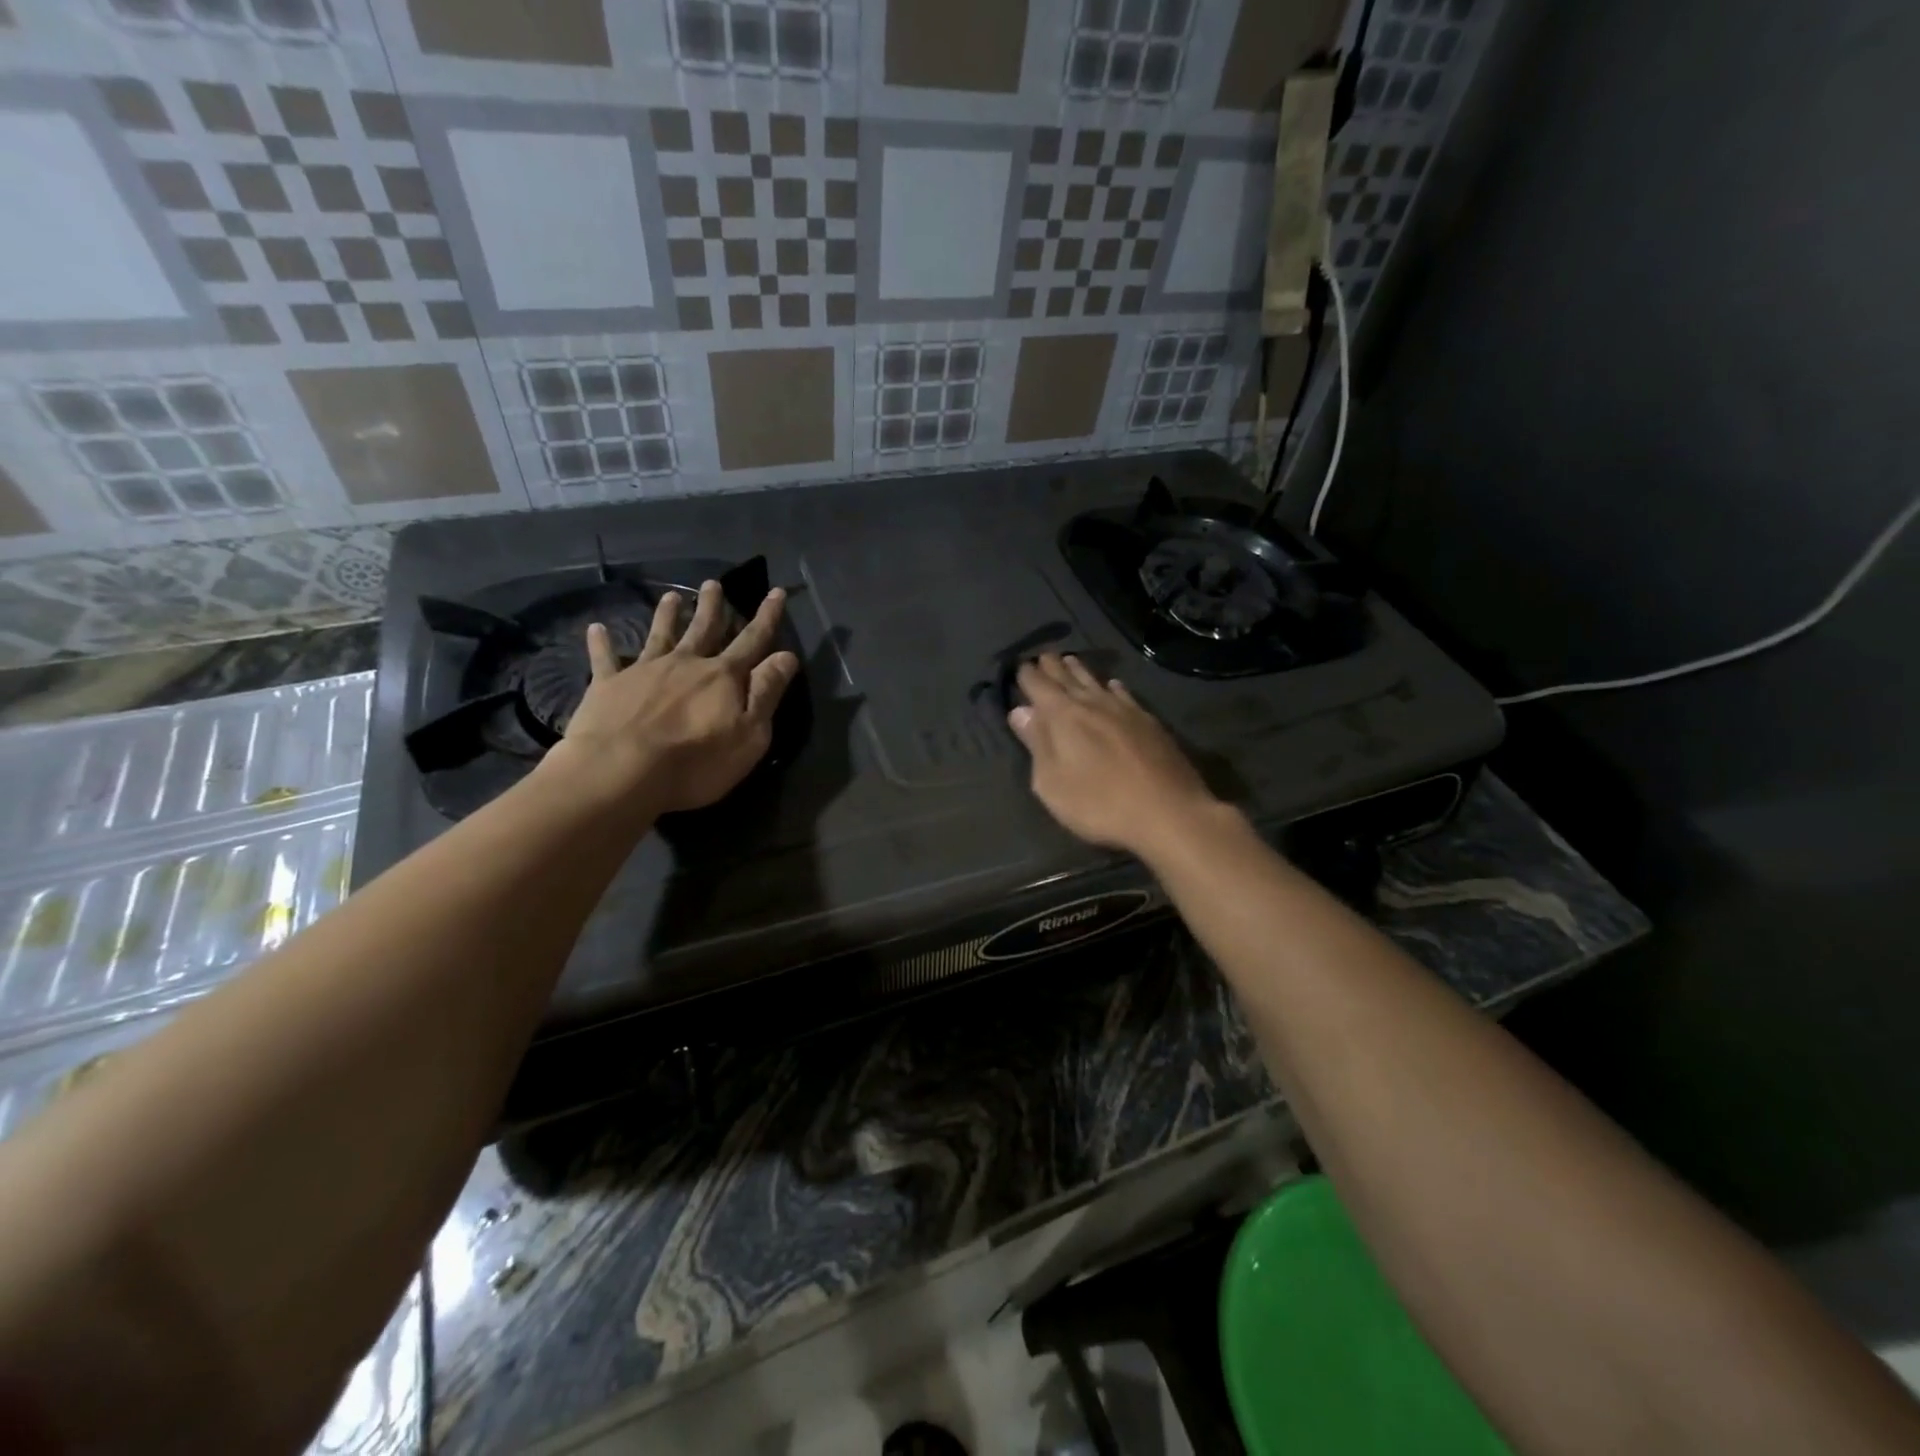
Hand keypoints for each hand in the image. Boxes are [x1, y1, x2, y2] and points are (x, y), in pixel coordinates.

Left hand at [551, 579, 799, 814]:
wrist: (620, 771)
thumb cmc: (695, 762)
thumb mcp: (750, 734)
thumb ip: (767, 693)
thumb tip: (786, 656)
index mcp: (722, 676)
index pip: (752, 640)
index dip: (767, 617)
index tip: (776, 592)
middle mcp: (685, 663)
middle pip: (703, 629)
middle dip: (712, 606)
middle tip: (713, 583)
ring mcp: (644, 671)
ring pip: (660, 635)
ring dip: (666, 615)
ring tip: (671, 596)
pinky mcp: (608, 685)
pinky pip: (605, 659)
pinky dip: (601, 643)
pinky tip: (596, 629)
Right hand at [1007, 654, 1220, 857]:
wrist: (1168, 812)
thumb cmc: (1099, 803)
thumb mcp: (1052, 783)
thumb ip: (1036, 744)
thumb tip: (1020, 711)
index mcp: (1063, 716)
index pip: (1038, 685)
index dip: (1026, 675)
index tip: (1019, 666)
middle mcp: (1092, 703)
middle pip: (1067, 677)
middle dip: (1052, 666)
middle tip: (1043, 656)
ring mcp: (1124, 710)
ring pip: (1096, 681)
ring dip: (1080, 670)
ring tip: (1070, 660)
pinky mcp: (1149, 722)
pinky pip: (1124, 694)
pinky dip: (1113, 687)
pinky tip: (1113, 685)